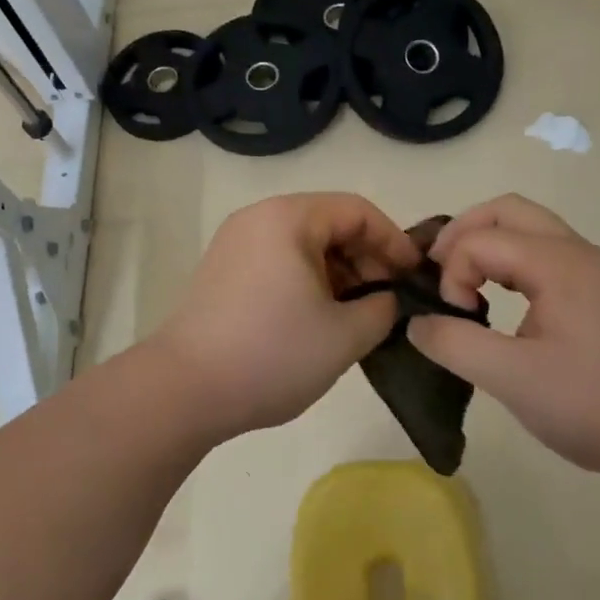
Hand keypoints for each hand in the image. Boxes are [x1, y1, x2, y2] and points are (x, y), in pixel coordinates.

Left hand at [152, 193, 419, 438]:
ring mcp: (234, 243)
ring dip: (338, 271)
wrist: (184, 389)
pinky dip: (307, 280)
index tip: (414, 278)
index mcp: (288, 218)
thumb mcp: (344, 335)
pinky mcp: (221, 271)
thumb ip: (382, 307)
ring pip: (303, 244)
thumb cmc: (272, 354)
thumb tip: (386, 298)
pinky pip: (277, 260)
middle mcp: (258, 218)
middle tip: (387, 300)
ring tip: (356, 314)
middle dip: (366, 257)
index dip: (394, 241)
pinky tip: (318, 317)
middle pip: (328, 222)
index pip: (357, 211)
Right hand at [407, 195, 599, 490]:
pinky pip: (546, 256)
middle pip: (506, 211)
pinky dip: (511, 264)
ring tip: (464, 288)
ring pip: (529, 230)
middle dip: (462, 234)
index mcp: (558, 263)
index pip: (479, 240)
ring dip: (488, 247)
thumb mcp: (514, 380)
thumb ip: (454, 345)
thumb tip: (416, 323)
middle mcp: (578, 253)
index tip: (454, 320)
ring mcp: (596, 272)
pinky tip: (505, 305)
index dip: (450, 274)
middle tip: (438, 275)